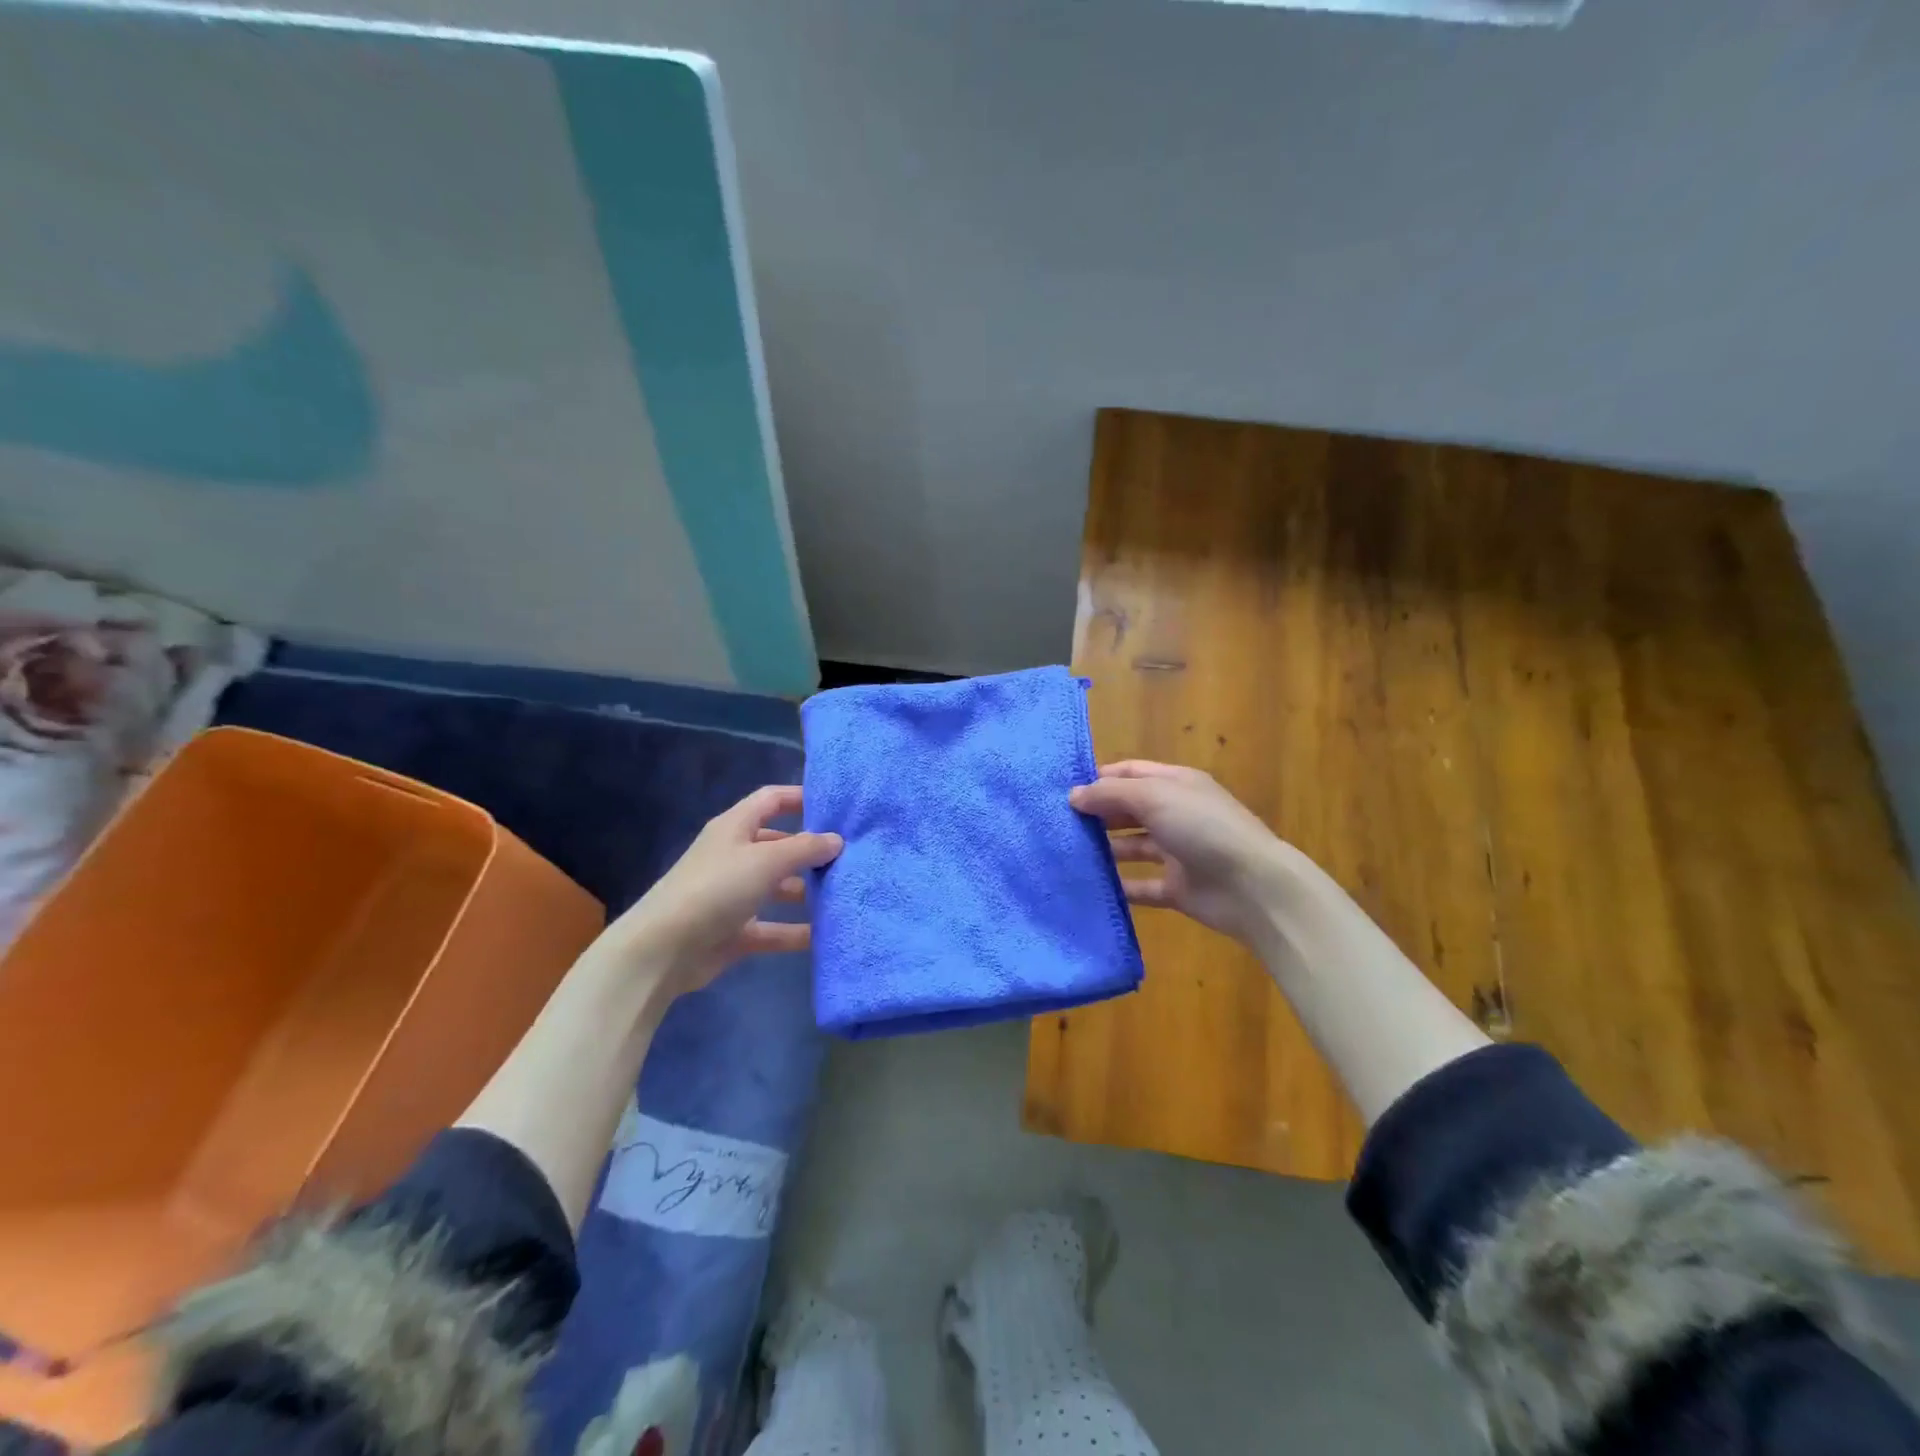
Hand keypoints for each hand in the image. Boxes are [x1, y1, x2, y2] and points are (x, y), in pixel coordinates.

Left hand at [602, 786, 842, 998]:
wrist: (662, 951)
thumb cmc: (715, 889)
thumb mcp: (765, 860)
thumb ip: (805, 848)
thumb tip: (837, 840)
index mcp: (735, 827)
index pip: (772, 800)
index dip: (801, 798)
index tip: (837, 806)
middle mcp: (735, 856)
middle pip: (779, 845)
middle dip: (811, 850)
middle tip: (851, 856)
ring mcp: (734, 895)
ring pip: (778, 887)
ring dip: (807, 891)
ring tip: (845, 894)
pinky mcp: (735, 931)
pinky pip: (773, 928)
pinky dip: (796, 931)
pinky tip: (826, 935)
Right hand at [1070, 760, 1298, 946]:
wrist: (1253, 887)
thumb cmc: (1203, 828)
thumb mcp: (1154, 797)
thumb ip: (1111, 794)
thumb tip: (1074, 795)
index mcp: (1176, 784)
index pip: (1131, 773)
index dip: (1099, 779)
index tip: (1064, 792)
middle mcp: (1176, 814)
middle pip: (1129, 810)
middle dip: (1098, 814)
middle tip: (1059, 825)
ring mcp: (1178, 852)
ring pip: (1133, 847)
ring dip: (1105, 850)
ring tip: (1068, 855)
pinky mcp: (1178, 888)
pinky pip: (1142, 886)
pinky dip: (1120, 887)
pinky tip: (1091, 888)